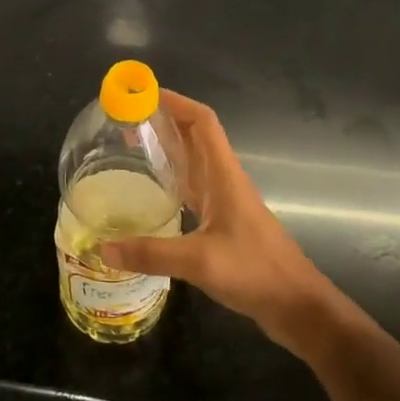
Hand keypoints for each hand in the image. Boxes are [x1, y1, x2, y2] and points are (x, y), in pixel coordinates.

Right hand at [102, 90, 336, 354]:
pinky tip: (149, 192)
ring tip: (130, 145)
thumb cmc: (256, 272)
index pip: (202, 122)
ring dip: (166, 147)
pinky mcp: (222, 224)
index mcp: (224, 176)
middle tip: (125, 118)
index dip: (176, 102)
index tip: (142, 94)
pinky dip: (170, 180)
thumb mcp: (200, 262)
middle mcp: (223, 181)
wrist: (297, 306)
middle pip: (194, 137)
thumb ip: (151, 254)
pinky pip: (192, 189)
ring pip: (193, 162)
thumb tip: (102, 250)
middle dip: (163, 120)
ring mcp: (224, 202)